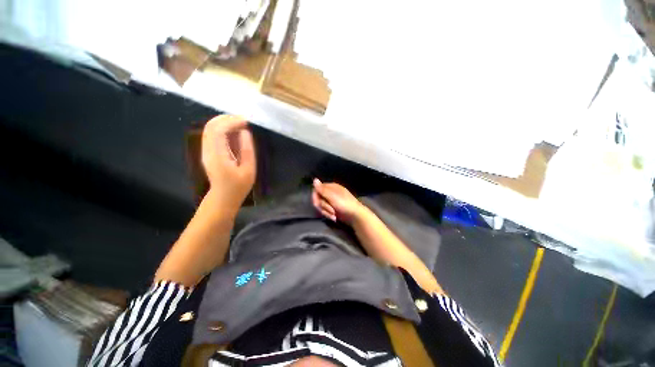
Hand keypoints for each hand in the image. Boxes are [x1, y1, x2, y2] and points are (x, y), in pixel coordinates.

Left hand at [201, 115, 255, 210]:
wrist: (223, 197)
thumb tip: (245, 132)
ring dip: (224, 122)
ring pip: (209, 129)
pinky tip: (234, 131)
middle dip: (227, 118)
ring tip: (240, 123)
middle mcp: (208, 151)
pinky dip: (222, 128)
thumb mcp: (249, 170)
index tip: (246, 121)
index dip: (232, 122)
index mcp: (218, 156)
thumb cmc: (239, 186)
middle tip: (243, 119)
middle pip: (211, 126)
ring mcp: (205, 151)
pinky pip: (211, 135)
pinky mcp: (207, 152)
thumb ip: (247, 150)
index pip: (219, 131)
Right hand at [311, 179, 365, 224]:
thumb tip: (314, 179)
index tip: (317, 203)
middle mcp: (330, 193)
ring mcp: (331, 201)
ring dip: (326, 212)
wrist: (355, 215)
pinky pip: (325, 211)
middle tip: (330, 210)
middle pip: (318, 199)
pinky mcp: (332, 209)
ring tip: (333, 215)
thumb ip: (322, 189)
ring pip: (321, 206)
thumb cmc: (345, 204)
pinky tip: (334, 217)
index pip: (317, 189)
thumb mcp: (332, 196)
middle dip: (322, 206)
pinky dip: (328, 214)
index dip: (315, 197)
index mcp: (331, 187)